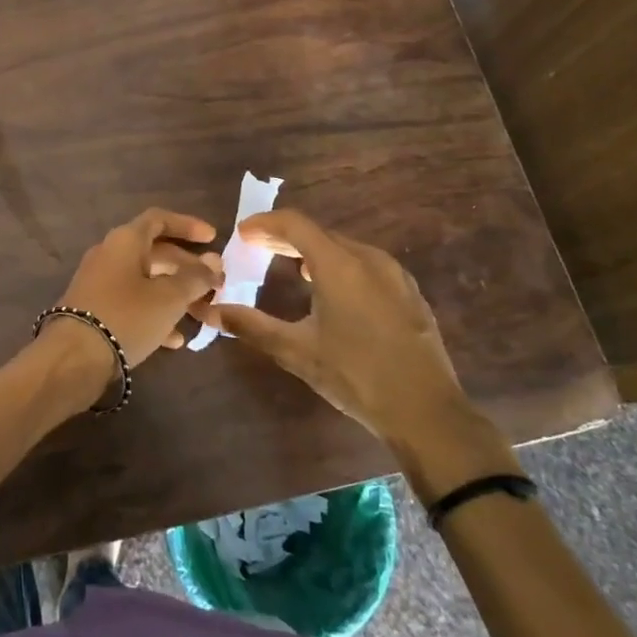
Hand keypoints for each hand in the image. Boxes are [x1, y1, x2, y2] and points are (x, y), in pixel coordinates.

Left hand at [55, 208, 223, 365]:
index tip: (213, 238)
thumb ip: (195, 277)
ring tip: (201, 314)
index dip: (187, 225)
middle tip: (213, 284)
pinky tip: (175, 340)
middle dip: (187, 267)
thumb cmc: (127, 316)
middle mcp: (109, 254)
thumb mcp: (169, 297)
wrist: (74, 356)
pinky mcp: (95, 309)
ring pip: (145, 280)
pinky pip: (131, 303)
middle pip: (155, 252)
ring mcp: (99, 282)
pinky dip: (154, 314)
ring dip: (174, 294)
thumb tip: (214, 261)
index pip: (159, 219)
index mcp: (125, 241)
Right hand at [202, 209, 473, 449]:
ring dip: (313, 250)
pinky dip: (339, 264)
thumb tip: (210, 311)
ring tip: (291, 266)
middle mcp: (368, 258)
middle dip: (285, 237)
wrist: (427, 412)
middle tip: (257, 248)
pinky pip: (365, 263)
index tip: (241, 233)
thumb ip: (251, 325)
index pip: (294, 223)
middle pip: (319, 232)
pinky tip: (332, 290)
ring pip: (344, 247)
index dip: (264, 223)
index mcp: (339, 265)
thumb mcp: (297, 351)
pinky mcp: (409, 293)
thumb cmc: (356, 376)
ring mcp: (394, 274)